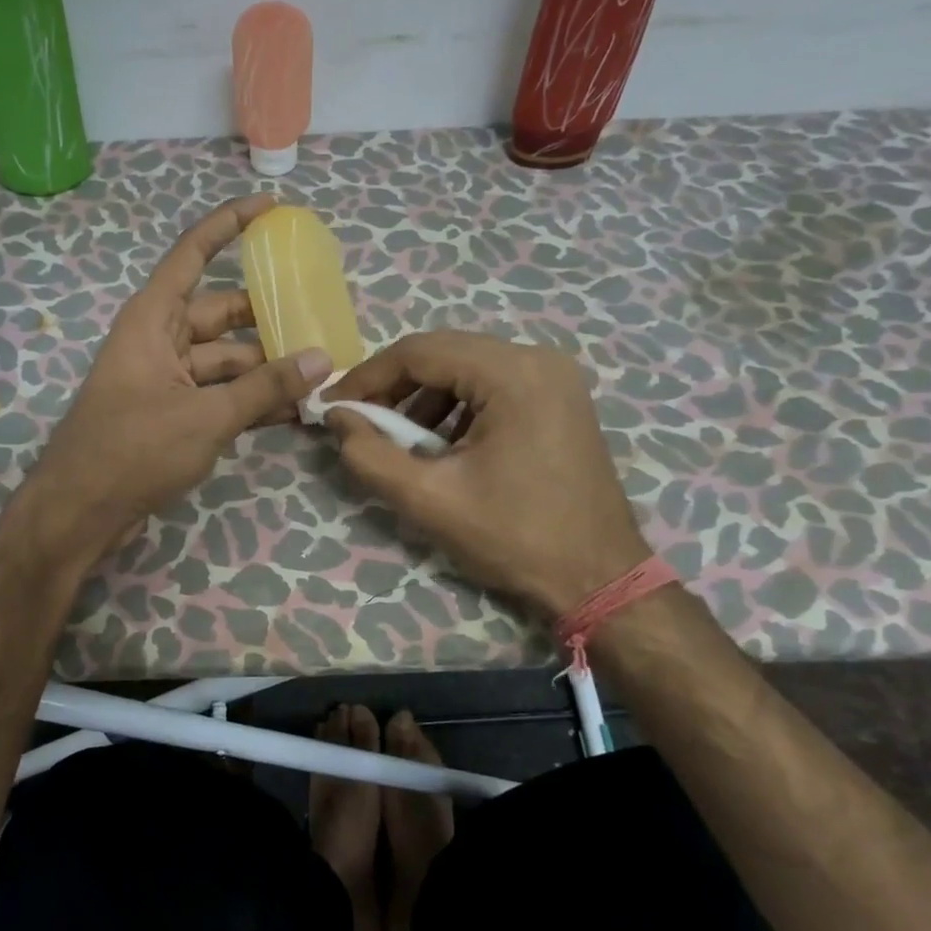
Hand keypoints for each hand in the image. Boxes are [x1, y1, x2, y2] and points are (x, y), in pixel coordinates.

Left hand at [19, 195, 332, 561]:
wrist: (80, 512)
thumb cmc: (134, 450)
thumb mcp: (206, 416)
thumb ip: (265, 387)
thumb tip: (323, 359)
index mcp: (153, 319)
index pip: (192, 254)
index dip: (229, 225)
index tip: (271, 209)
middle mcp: (158, 340)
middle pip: (220, 314)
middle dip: (267, 318)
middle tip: (319, 320)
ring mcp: (165, 380)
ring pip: (224, 360)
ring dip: (265, 368)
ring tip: (320, 374)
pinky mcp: (171, 415)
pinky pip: (218, 394)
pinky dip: (249, 400)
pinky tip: (292, 409)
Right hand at [323, 330, 648, 618]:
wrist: (599, 578)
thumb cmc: (514, 537)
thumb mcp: (429, 500)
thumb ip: (370, 455)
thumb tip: (336, 417)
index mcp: (512, 373)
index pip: (419, 351)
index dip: (367, 376)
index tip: (332, 407)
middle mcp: (538, 358)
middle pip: (444, 353)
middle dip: (394, 386)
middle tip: (359, 421)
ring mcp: (555, 377)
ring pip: (467, 368)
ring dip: (424, 398)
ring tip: (399, 441)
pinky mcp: (560, 398)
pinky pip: (493, 385)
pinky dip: (457, 407)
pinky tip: (443, 446)